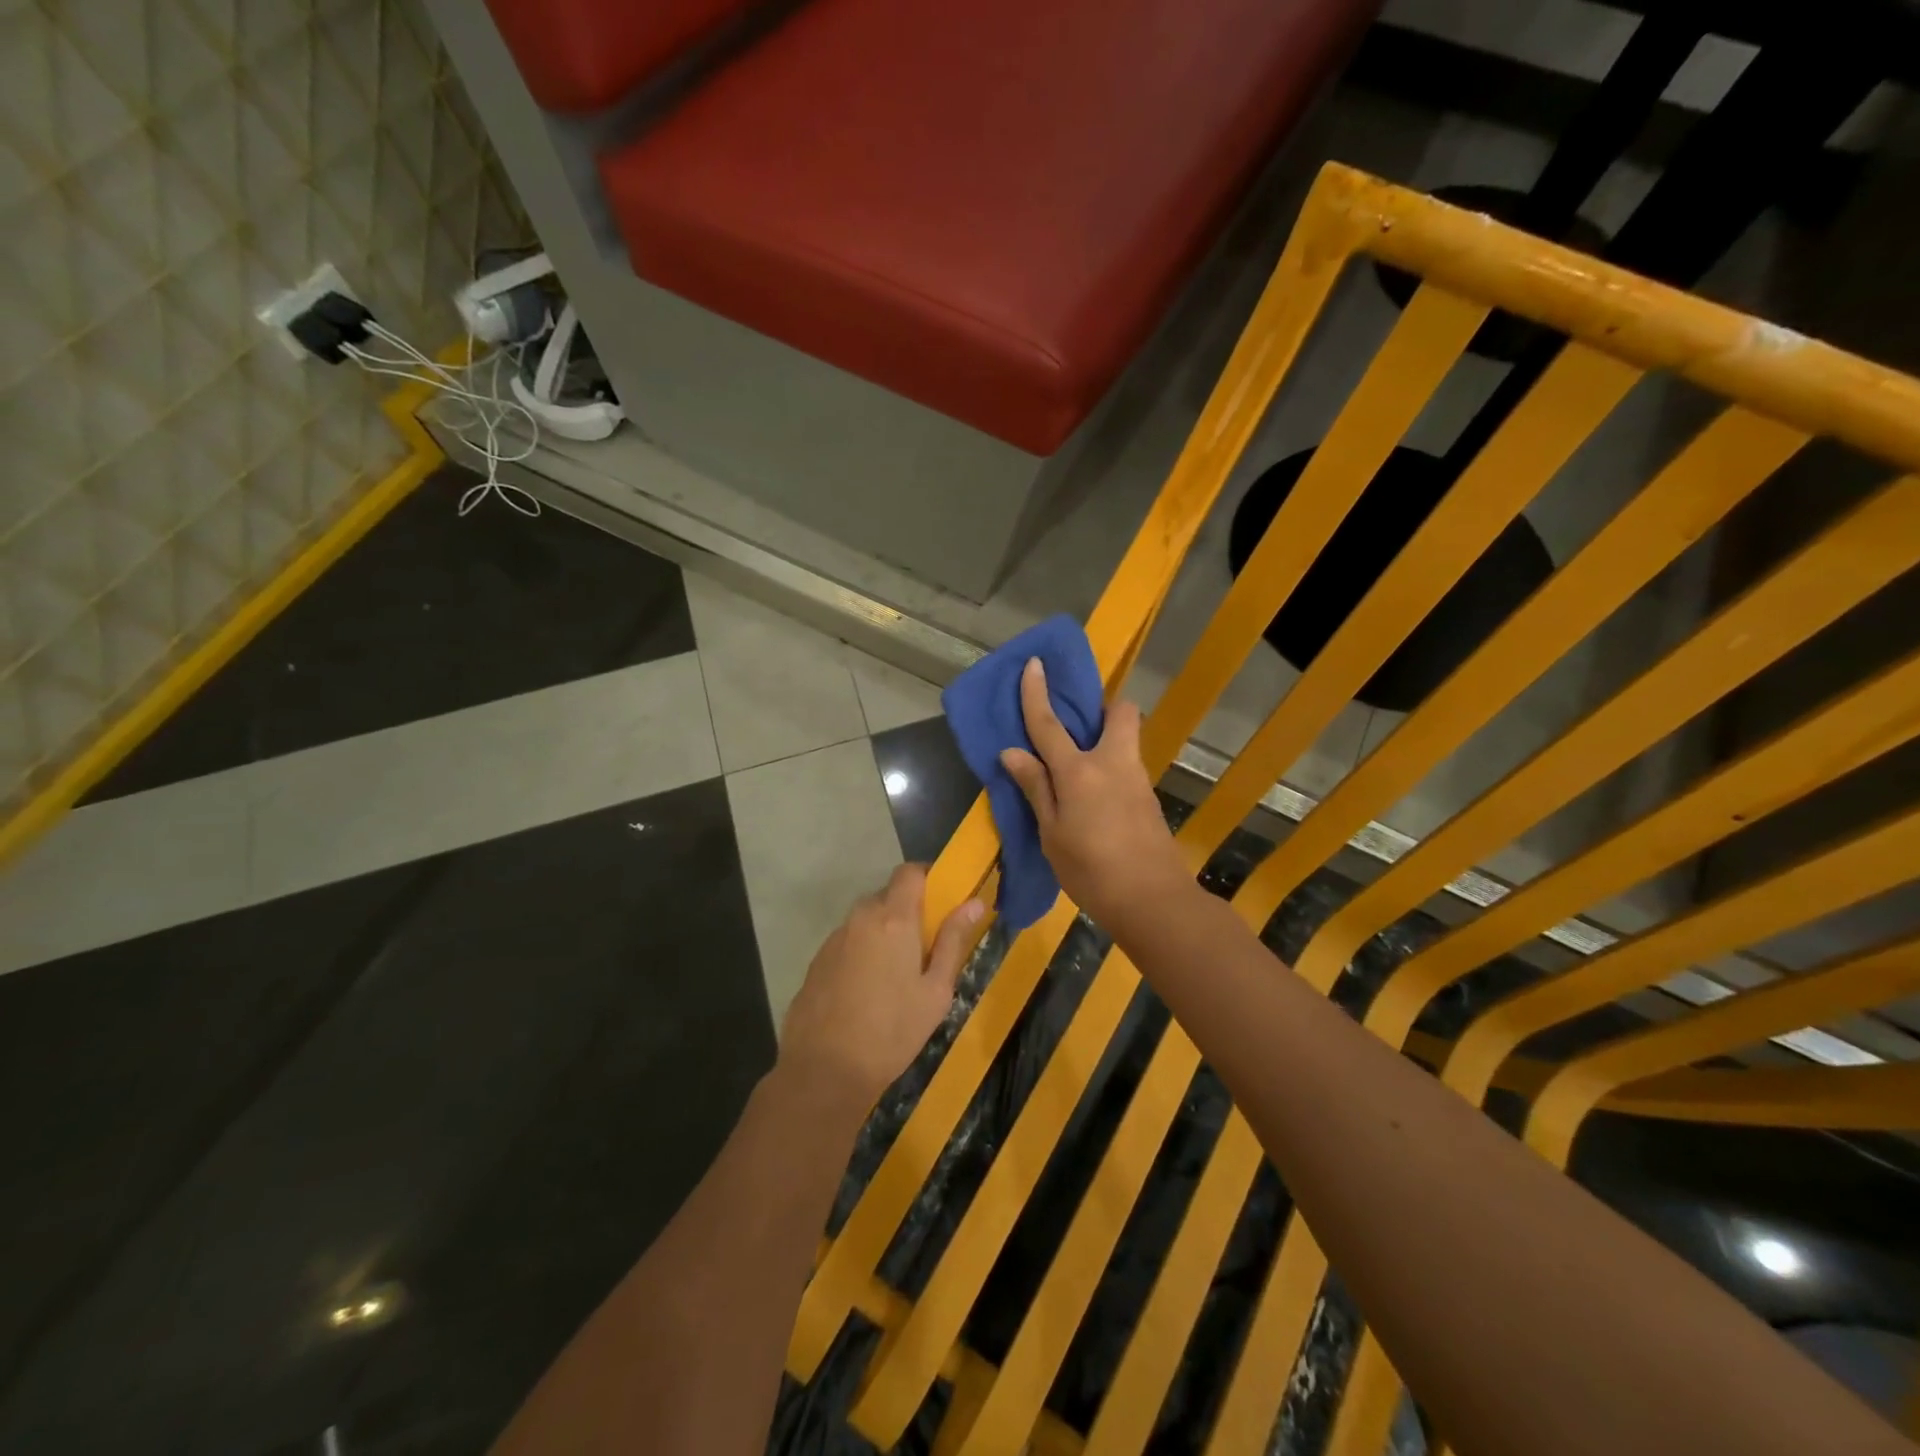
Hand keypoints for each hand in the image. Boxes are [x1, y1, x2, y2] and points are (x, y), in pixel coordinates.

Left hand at [779, 864, 983, 1111]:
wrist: (823, 1070)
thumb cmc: (892, 1031)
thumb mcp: (935, 991)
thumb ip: (952, 941)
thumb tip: (974, 902)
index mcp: (893, 919)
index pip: (909, 872)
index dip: (927, 877)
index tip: (943, 899)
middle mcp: (861, 918)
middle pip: (887, 896)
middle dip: (908, 911)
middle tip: (925, 946)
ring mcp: (835, 938)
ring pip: (866, 920)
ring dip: (883, 932)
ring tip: (896, 974)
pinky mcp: (817, 960)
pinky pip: (848, 941)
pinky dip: (862, 951)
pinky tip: (867, 990)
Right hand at [1000, 657, 1188, 931]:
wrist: (1152, 901)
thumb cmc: (1091, 870)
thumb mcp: (1051, 833)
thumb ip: (1036, 788)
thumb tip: (1012, 751)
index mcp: (1079, 771)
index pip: (1050, 724)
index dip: (1037, 693)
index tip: (1035, 663)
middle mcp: (1113, 763)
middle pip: (1119, 713)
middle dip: (1103, 708)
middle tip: (1078, 727)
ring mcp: (1136, 779)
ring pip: (1126, 740)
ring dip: (1105, 739)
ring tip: (1077, 768)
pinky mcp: (1149, 798)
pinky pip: (1126, 766)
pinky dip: (1110, 767)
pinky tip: (1095, 797)